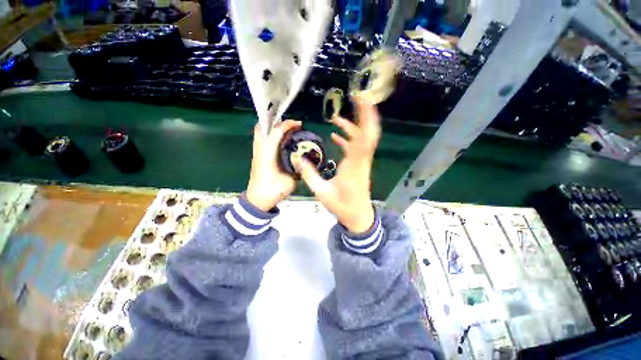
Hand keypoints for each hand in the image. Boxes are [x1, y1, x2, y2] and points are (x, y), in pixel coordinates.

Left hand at [246, 120, 301, 210]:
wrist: (257, 200)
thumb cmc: (272, 191)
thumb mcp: (289, 181)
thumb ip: (297, 169)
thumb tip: (304, 160)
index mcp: (267, 154)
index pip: (275, 132)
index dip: (287, 125)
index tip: (299, 124)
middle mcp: (260, 150)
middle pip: (262, 127)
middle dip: (277, 122)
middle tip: (291, 126)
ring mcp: (257, 153)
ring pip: (260, 132)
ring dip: (273, 128)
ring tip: (288, 131)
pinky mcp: (257, 156)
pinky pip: (262, 140)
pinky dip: (271, 136)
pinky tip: (282, 141)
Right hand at [296, 97, 380, 232]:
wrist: (358, 216)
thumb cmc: (342, 206)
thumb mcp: (322, 193)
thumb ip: (309, 175)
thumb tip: (298, 159)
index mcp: (353, 166)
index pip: (362, 139)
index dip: (365, 119)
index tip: (362, 101)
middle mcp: (361, 161)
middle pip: (369, 134)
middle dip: (366, 115)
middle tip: (360, 97)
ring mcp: (362, 162)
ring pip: (363, 139)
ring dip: (353, 126)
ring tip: (336, 118)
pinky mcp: (359, 165)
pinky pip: (357, 147)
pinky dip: (349, 138)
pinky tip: (336, 135)